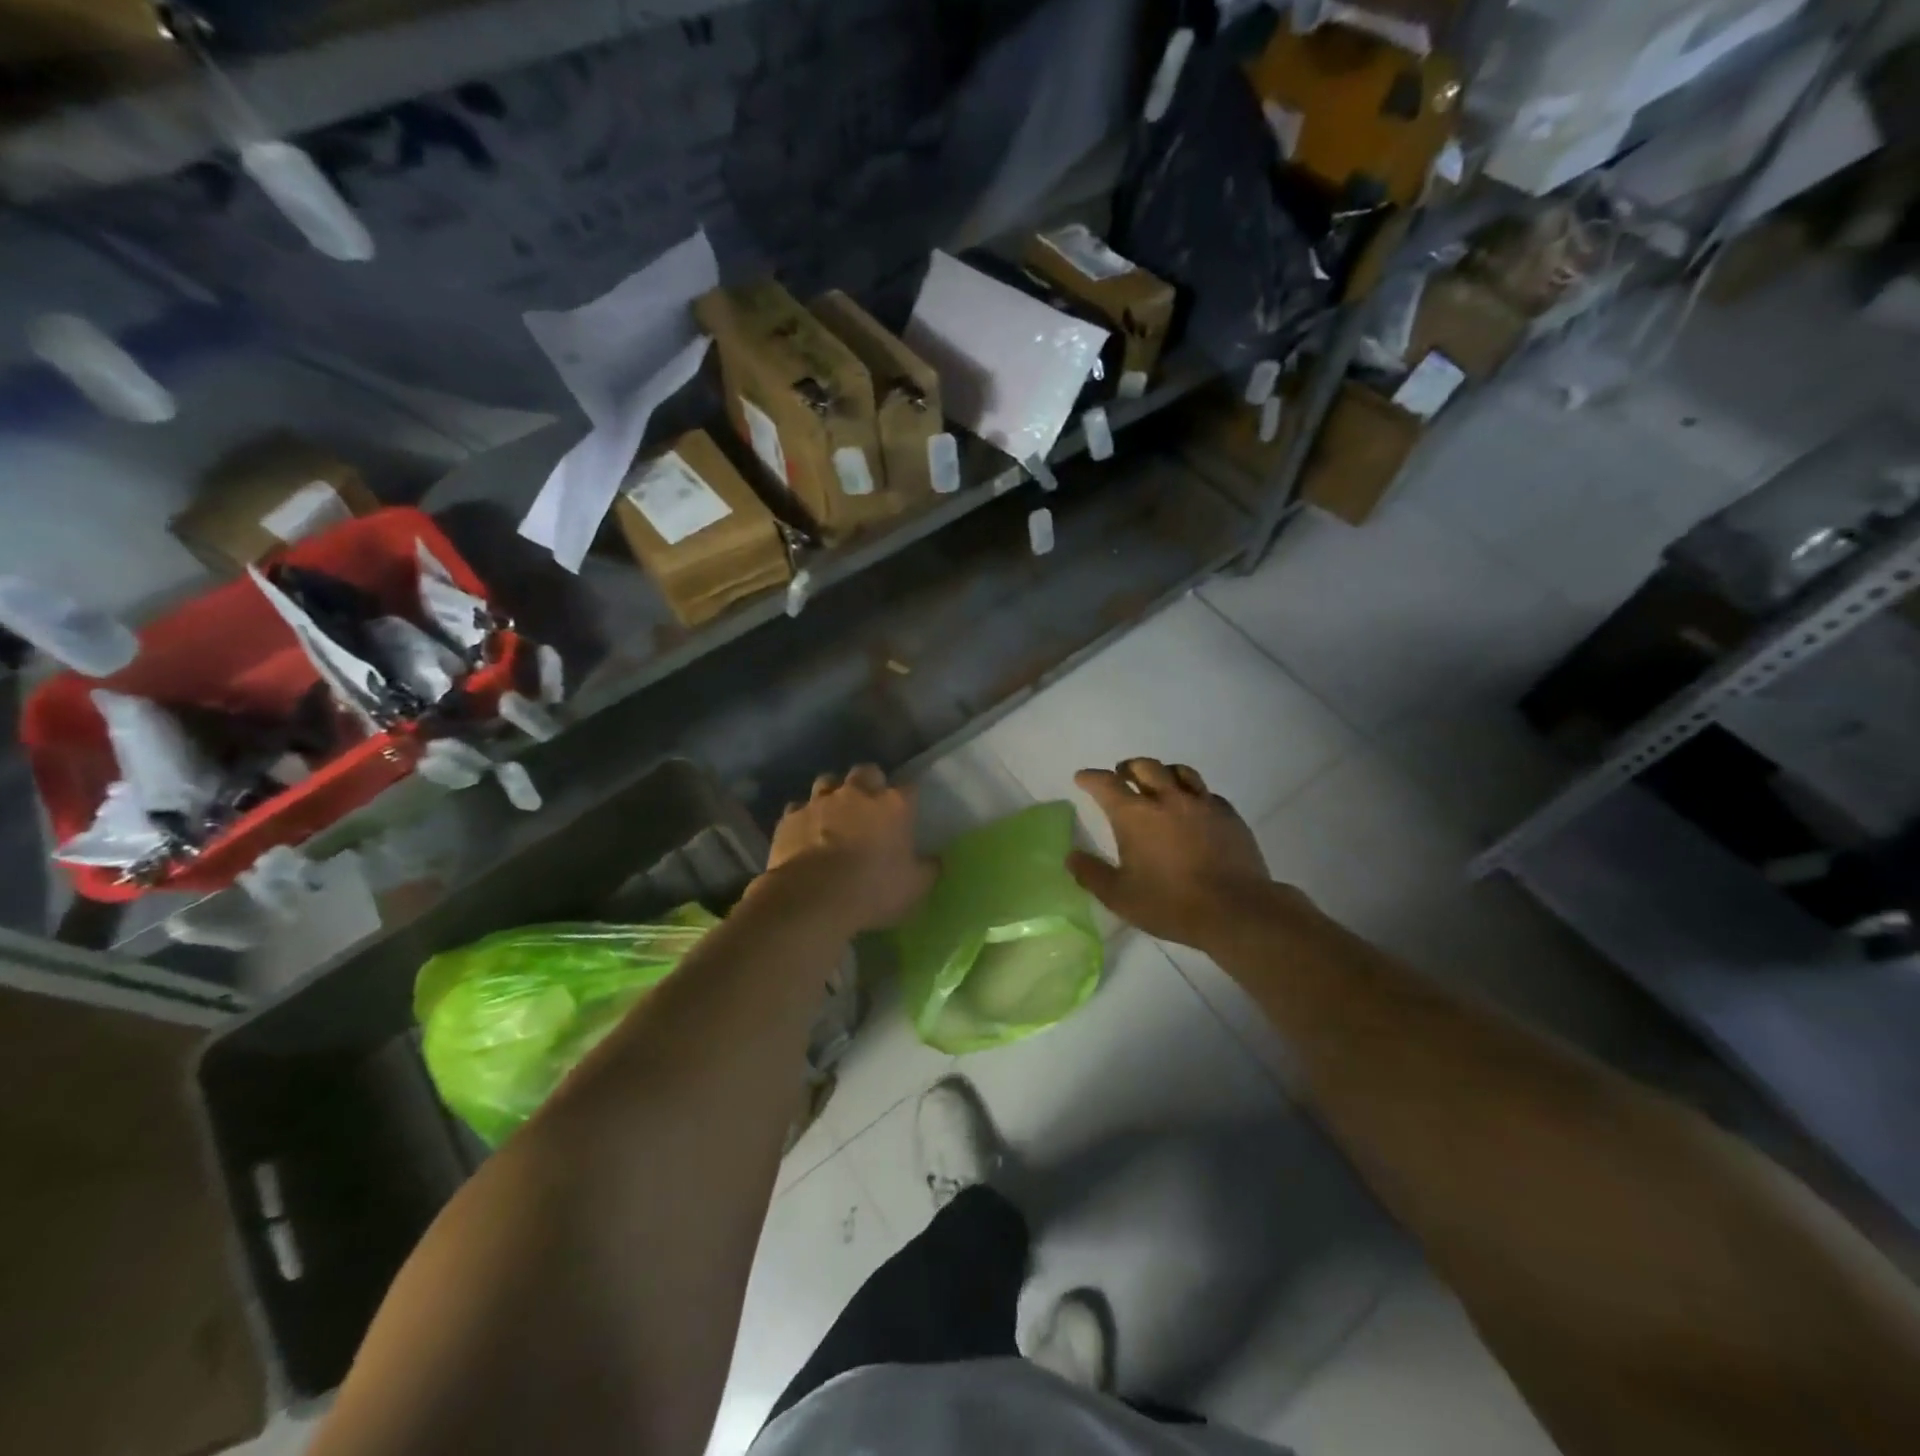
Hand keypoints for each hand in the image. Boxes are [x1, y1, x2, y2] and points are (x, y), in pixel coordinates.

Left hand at [761, 765, 936, 933]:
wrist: (813, 897)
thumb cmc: (873, 890)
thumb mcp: (915, 887)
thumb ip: (928, 869)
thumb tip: (935, 860)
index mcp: (894, 805)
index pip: (909, 788)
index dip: (908, 799)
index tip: (907, 813)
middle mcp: (857, 794)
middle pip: (866, 772)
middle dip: (869, 783)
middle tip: (869, 806)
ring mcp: (820, 802)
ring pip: (827, 782)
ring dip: (833, 794)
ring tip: (834, 814)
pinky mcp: (790, 817)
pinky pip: (798, 808)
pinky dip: (803, 817)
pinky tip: (805, 833)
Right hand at [1068, 759, 1277, 950]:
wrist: (1236, 910)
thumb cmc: (1170, 904)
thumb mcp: (1120, 897)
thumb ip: (1091, 874)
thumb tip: (1071, 857)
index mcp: (1135, 815)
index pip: (1106, 784)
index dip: (1091, 778)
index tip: (1083, 778)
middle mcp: (1167, 799)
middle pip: (1145, 767)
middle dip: (1128, 768)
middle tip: (1122, 775)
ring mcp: (1202, 804)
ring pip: (1180, 772)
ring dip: (1163, 772)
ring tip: (1159, 782)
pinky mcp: (1229, 815)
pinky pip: (1207, 793)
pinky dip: (1193, 794)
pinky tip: (1194, 808)